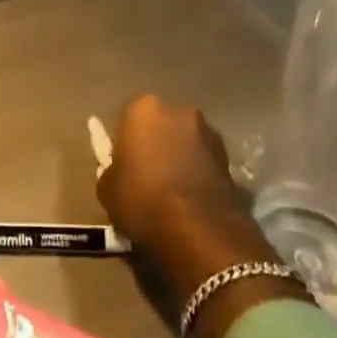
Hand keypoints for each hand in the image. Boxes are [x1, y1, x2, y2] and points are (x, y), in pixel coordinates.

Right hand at [96, 94, 244, 249]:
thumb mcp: (107, 189)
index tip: (126, 168)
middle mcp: (177, 110)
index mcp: (143, 108)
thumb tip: (121, 172)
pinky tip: (192, 200)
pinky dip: (199, 173)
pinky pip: (205, 161)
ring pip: (186, 142)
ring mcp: (208, 131)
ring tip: (174, 192)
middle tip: (149, 177)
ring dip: (181, 158)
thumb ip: (113, 171)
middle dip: (157, 145)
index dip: (126, 145)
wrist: (198, 229)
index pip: (128, 120)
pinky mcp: (229, 157)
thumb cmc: (142, 199)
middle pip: (161, 125)